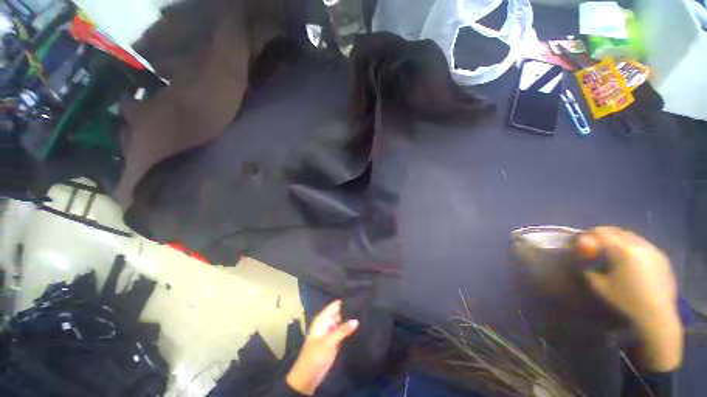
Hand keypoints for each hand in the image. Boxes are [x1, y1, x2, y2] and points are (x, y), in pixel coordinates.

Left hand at [286, 300, 358, 394]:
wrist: (308, 377)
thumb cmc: (315, 355)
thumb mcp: (329, 341)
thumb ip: (343, 330)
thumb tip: (357, 320)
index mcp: (322, 319)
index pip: (336, 305)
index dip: (346, 301)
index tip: (359, 297)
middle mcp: (327, 322)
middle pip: (340, 313)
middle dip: (350, 311)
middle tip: (365, 307)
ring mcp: (331, 332)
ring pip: (343, 322)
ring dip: (351, 320)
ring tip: (365, 314)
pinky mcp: (335, 341)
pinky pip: (344, 332)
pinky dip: (350, 329)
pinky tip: (361, 326)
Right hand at [577, 227, 682, 371]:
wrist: (656, 316)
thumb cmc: (625, 300)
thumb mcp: (599, 285)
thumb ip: (588, 268)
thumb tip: (582, 258)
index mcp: (622, 250)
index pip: (601, 233)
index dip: (588, 234)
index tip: (580, 239)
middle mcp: (639, 245)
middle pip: (617, 231)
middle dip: (603, 233)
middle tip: (594, 241)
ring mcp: (653, 250)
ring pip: (632, 236)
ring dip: (619, 238)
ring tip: (611, 248)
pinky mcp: (662, 257)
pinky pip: (643, 244)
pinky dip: (632, 246)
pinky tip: (629, 257)